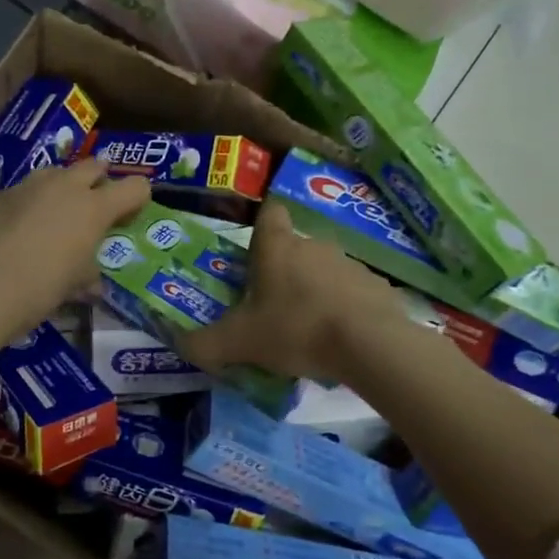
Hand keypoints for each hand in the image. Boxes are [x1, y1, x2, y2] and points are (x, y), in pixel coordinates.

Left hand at [0, 157, 150, 337]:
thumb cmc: (39, 289)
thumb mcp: (73, 288)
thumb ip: (87, 277)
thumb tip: (93, 285)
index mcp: (93, 208)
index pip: (134, 188)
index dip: (137, 199)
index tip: (130, 216)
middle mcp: (62, 187)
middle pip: (92, 167)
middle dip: (98, 180)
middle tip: (95, 201)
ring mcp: (23, 186)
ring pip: (49, 171)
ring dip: (56, 184)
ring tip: (51, 205)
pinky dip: (1, 184)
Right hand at [181, 201, 404, 382]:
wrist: (368, 344)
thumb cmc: (295, 329)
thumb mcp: (239, 342)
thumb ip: (205, 343)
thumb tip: (181, 344)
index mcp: (277, 247)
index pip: (269, 213)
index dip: (261, 226)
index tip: (254, 252)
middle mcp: (314, 245)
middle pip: (294, 248)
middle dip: (283, 272)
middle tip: (271, 307)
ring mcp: (350, 264)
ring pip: (324, 271)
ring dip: (314, 291)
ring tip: (307, 329)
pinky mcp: (378, 286)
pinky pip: (353, 293)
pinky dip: (345, 308)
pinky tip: (340, 338)